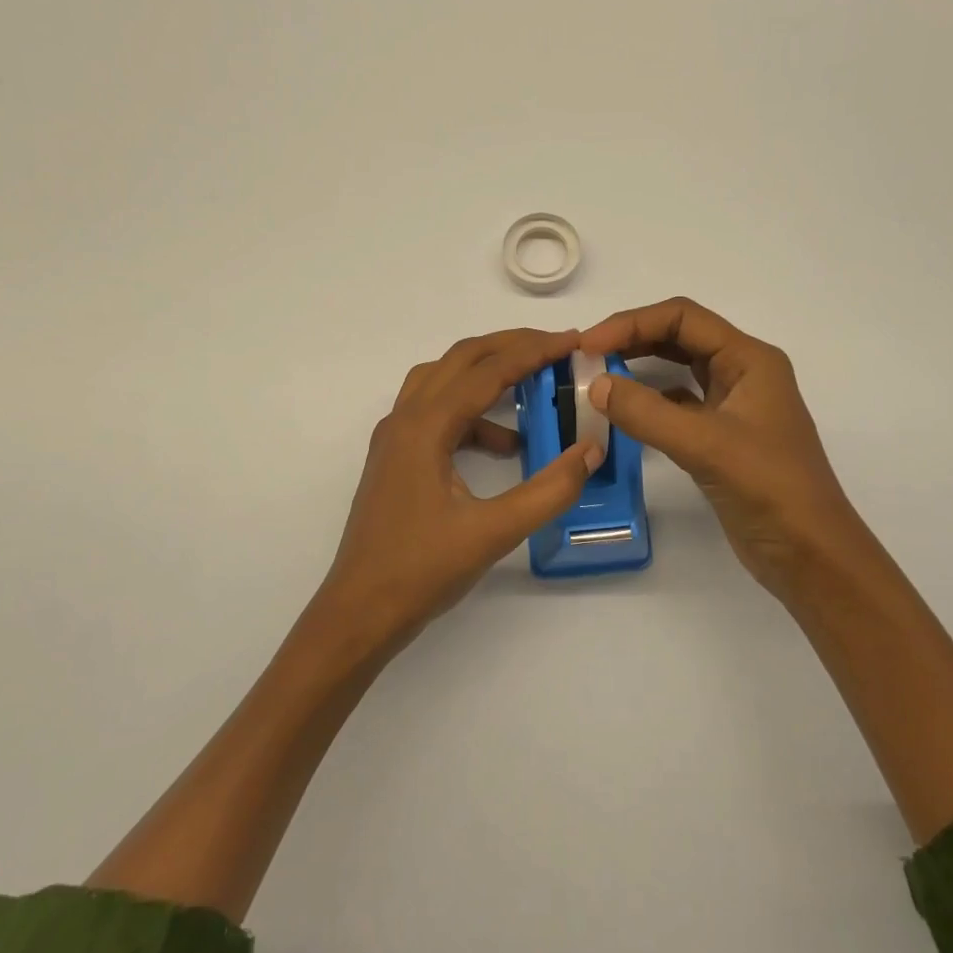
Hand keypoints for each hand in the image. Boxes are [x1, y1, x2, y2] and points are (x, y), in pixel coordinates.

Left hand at [308, 328, 602, 658]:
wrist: (360, 611)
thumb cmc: (422, 571)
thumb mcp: (494, 532)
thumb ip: (549, 490)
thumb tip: (592, 450)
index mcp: (425, 427)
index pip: (487, 371)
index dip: (534, 352)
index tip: (573, 341)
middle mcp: (405, 420)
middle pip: (460, 360)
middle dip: (510, 347)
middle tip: (557, 347)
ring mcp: (395, 438)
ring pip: (444, 381)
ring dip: (488, 375)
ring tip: (534, 385)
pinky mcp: (396, 458)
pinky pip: (437, 414)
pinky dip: (473, 415)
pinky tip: (506, 446)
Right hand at [580, 298, 866, 605]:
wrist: (809, 553)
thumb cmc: (769, 488)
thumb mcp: (705, 445)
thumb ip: (647, 412)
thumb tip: (594, 385)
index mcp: (749, 359)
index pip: (683, 318)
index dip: (632, 323)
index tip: (588, 345)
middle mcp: (742, 374)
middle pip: (679, 338)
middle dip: (632, 341)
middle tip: (584, 358)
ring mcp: (732, 407)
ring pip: (677, 371)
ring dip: (638, 369)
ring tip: (596, 378)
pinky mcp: (721, 438)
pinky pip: (678, 406)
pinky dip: (648, 404)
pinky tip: (622, 414)